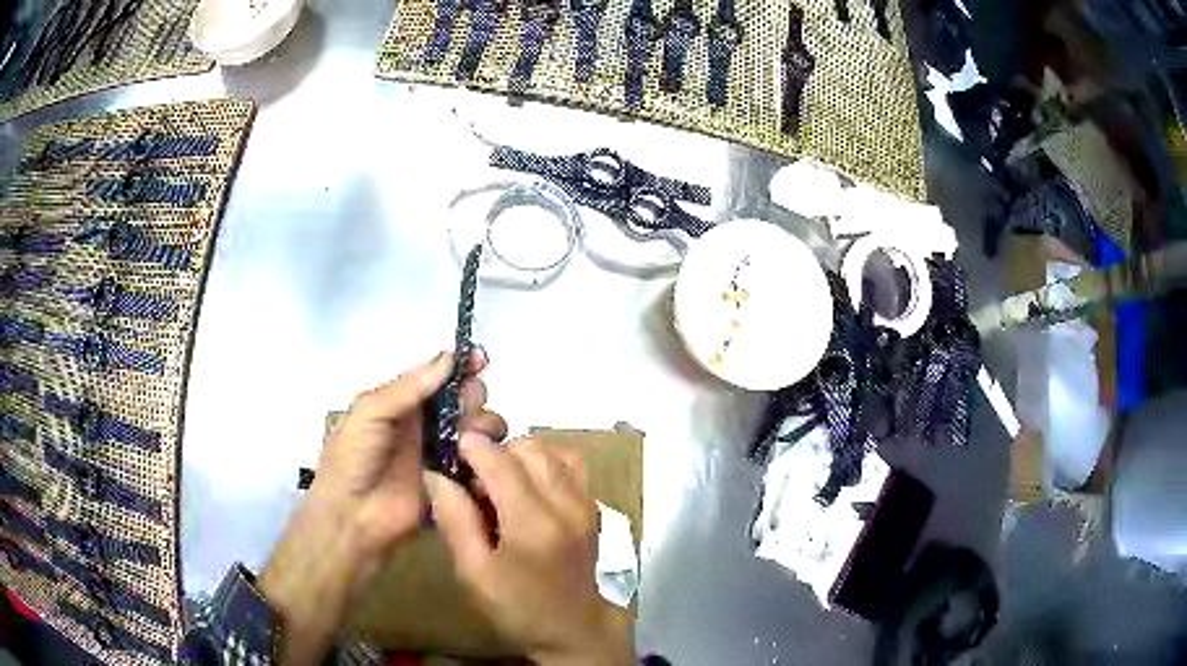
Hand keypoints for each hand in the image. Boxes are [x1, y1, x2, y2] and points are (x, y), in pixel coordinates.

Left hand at [259, 350, 506, 665]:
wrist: (353, 518)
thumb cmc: (352, 460)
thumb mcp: (369, 413)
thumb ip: (408, 388)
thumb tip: (448, 356)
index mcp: (402, 403)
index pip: (437, 376)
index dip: (460, 364)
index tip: (480, 359)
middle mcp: (425, 425)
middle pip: (464, 399)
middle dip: (473, 395)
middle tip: (466, 408)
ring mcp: (441, 455)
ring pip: (478, 429)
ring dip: (483, 425)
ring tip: (469, 439)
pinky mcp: (454, 483)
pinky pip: (480, 463)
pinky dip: (487, 457)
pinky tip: (482, 459)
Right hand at [426, 435, 633, 665]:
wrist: (573, 630)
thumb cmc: (518, 607)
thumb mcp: (474, 573)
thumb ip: (455, 520)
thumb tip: (437, 475)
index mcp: (533, 523)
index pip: (501, 462)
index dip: (472, 447)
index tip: (451, 448)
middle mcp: (566, 503)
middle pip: (529, 448)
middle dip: (496, 452)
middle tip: (475, 479)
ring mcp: (586, 503)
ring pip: (552, 451)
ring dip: (522, 455)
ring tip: (502, 483)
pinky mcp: (593, 508)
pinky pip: (571, 465)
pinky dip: (547, 463)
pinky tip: (529, 488)